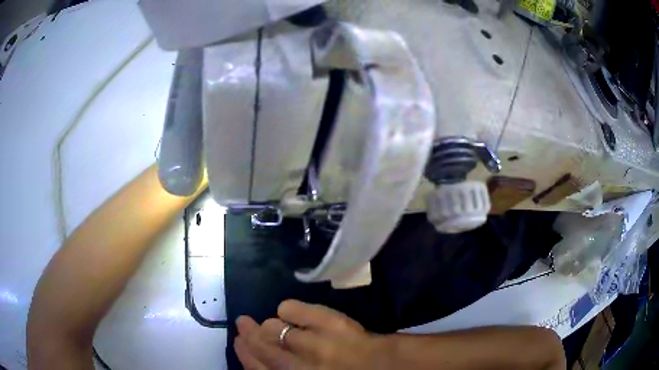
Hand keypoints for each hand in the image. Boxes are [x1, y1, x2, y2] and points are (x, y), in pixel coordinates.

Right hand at [234, 300, 384, 368]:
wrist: (385, 367)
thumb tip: (265, 359)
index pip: (259, 369)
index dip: (245, 355)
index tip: (238, 342)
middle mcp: (296, 366)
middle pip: (263, 348)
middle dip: (249, 336)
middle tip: (242, 324)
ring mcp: (312, 343)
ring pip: (275, 329)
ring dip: (268, 325)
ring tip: (267, 322)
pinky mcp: (329, 323)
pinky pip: (295, 309)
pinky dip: (289, 308)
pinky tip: (290, 311)